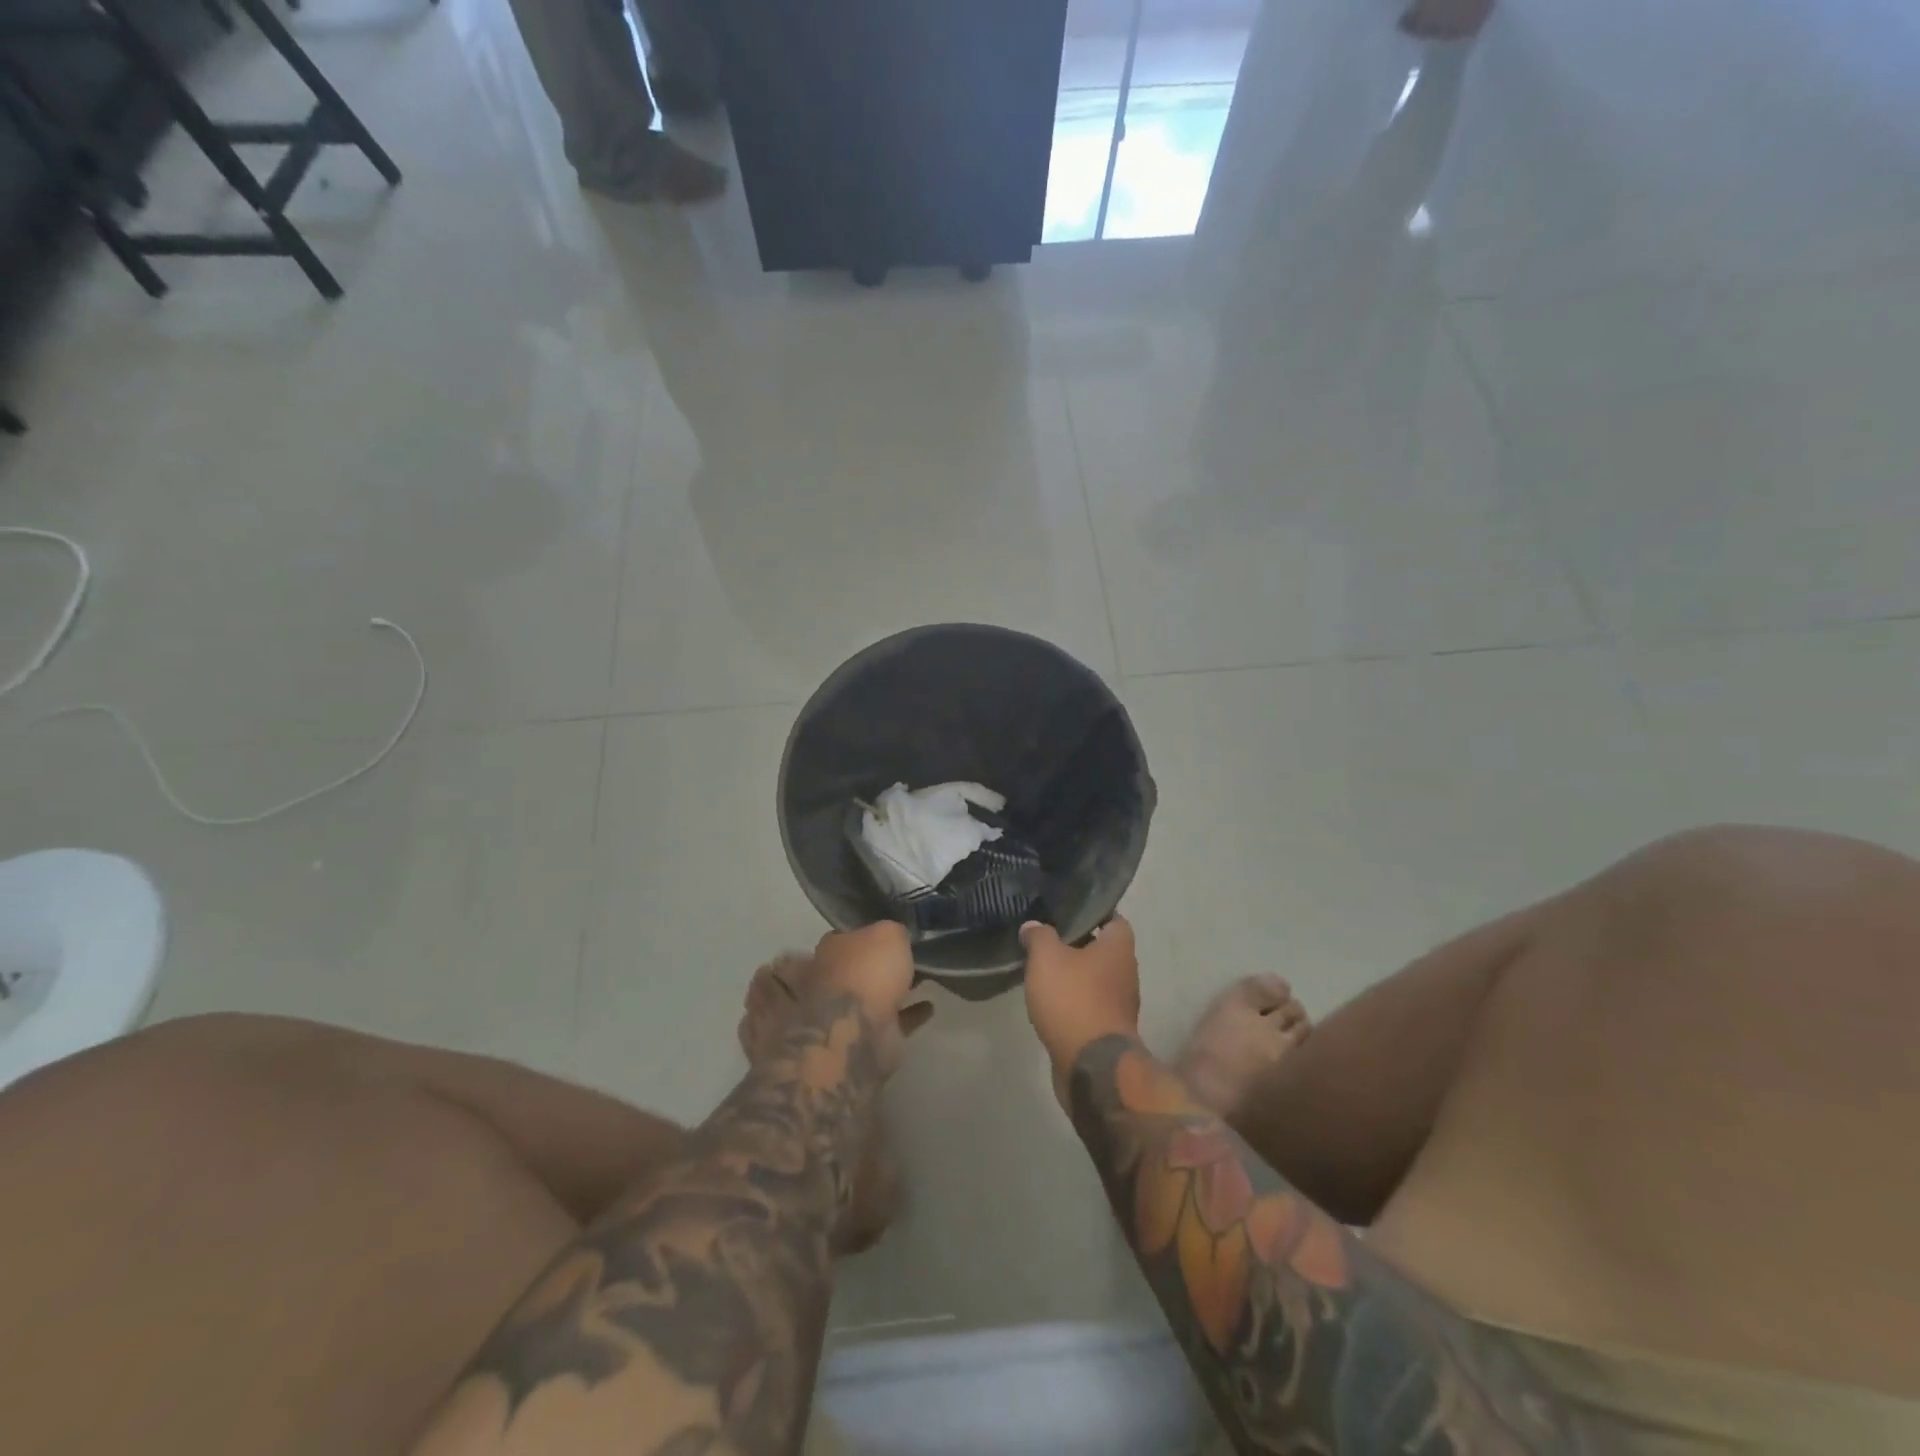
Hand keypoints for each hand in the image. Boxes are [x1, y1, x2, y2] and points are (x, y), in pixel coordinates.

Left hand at [812, 921, 931, 1076]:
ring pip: (876, 993)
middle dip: (882, 962)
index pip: (849, 933)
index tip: (893, 932)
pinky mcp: (865, 1035)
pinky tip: (929, 1006)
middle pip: (862, 965)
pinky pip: (893, 1019)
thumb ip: (894, 931)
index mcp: (831, 948)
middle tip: (912, 955)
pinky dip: (910, 1013)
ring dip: (898, 988)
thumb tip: (896, 937)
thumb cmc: (868, 972)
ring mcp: (847, 1010)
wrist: (858, 1032)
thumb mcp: (888, 933)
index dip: (870, 931)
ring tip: (925, 977)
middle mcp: (833, 977)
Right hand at [1021, 916, 1140, 1087]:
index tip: (1068, 911)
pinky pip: (1091, 1004)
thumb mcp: (1047, 958)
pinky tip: (1051, 1001)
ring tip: (1045, 969)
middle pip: (1103, 949)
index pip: (1113, 918)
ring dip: (1075, 975)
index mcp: (1119, 948)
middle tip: (1049, 938)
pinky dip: (1074, 1000)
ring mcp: (1120, 1003)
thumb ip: (1039, 936)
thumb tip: (1033, 926)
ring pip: (1096, 978)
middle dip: (1079, 944)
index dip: (1093, 912)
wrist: (1092, 1065)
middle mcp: (1126, 972)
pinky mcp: (1109, 1029)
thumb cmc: (1074, 1000)